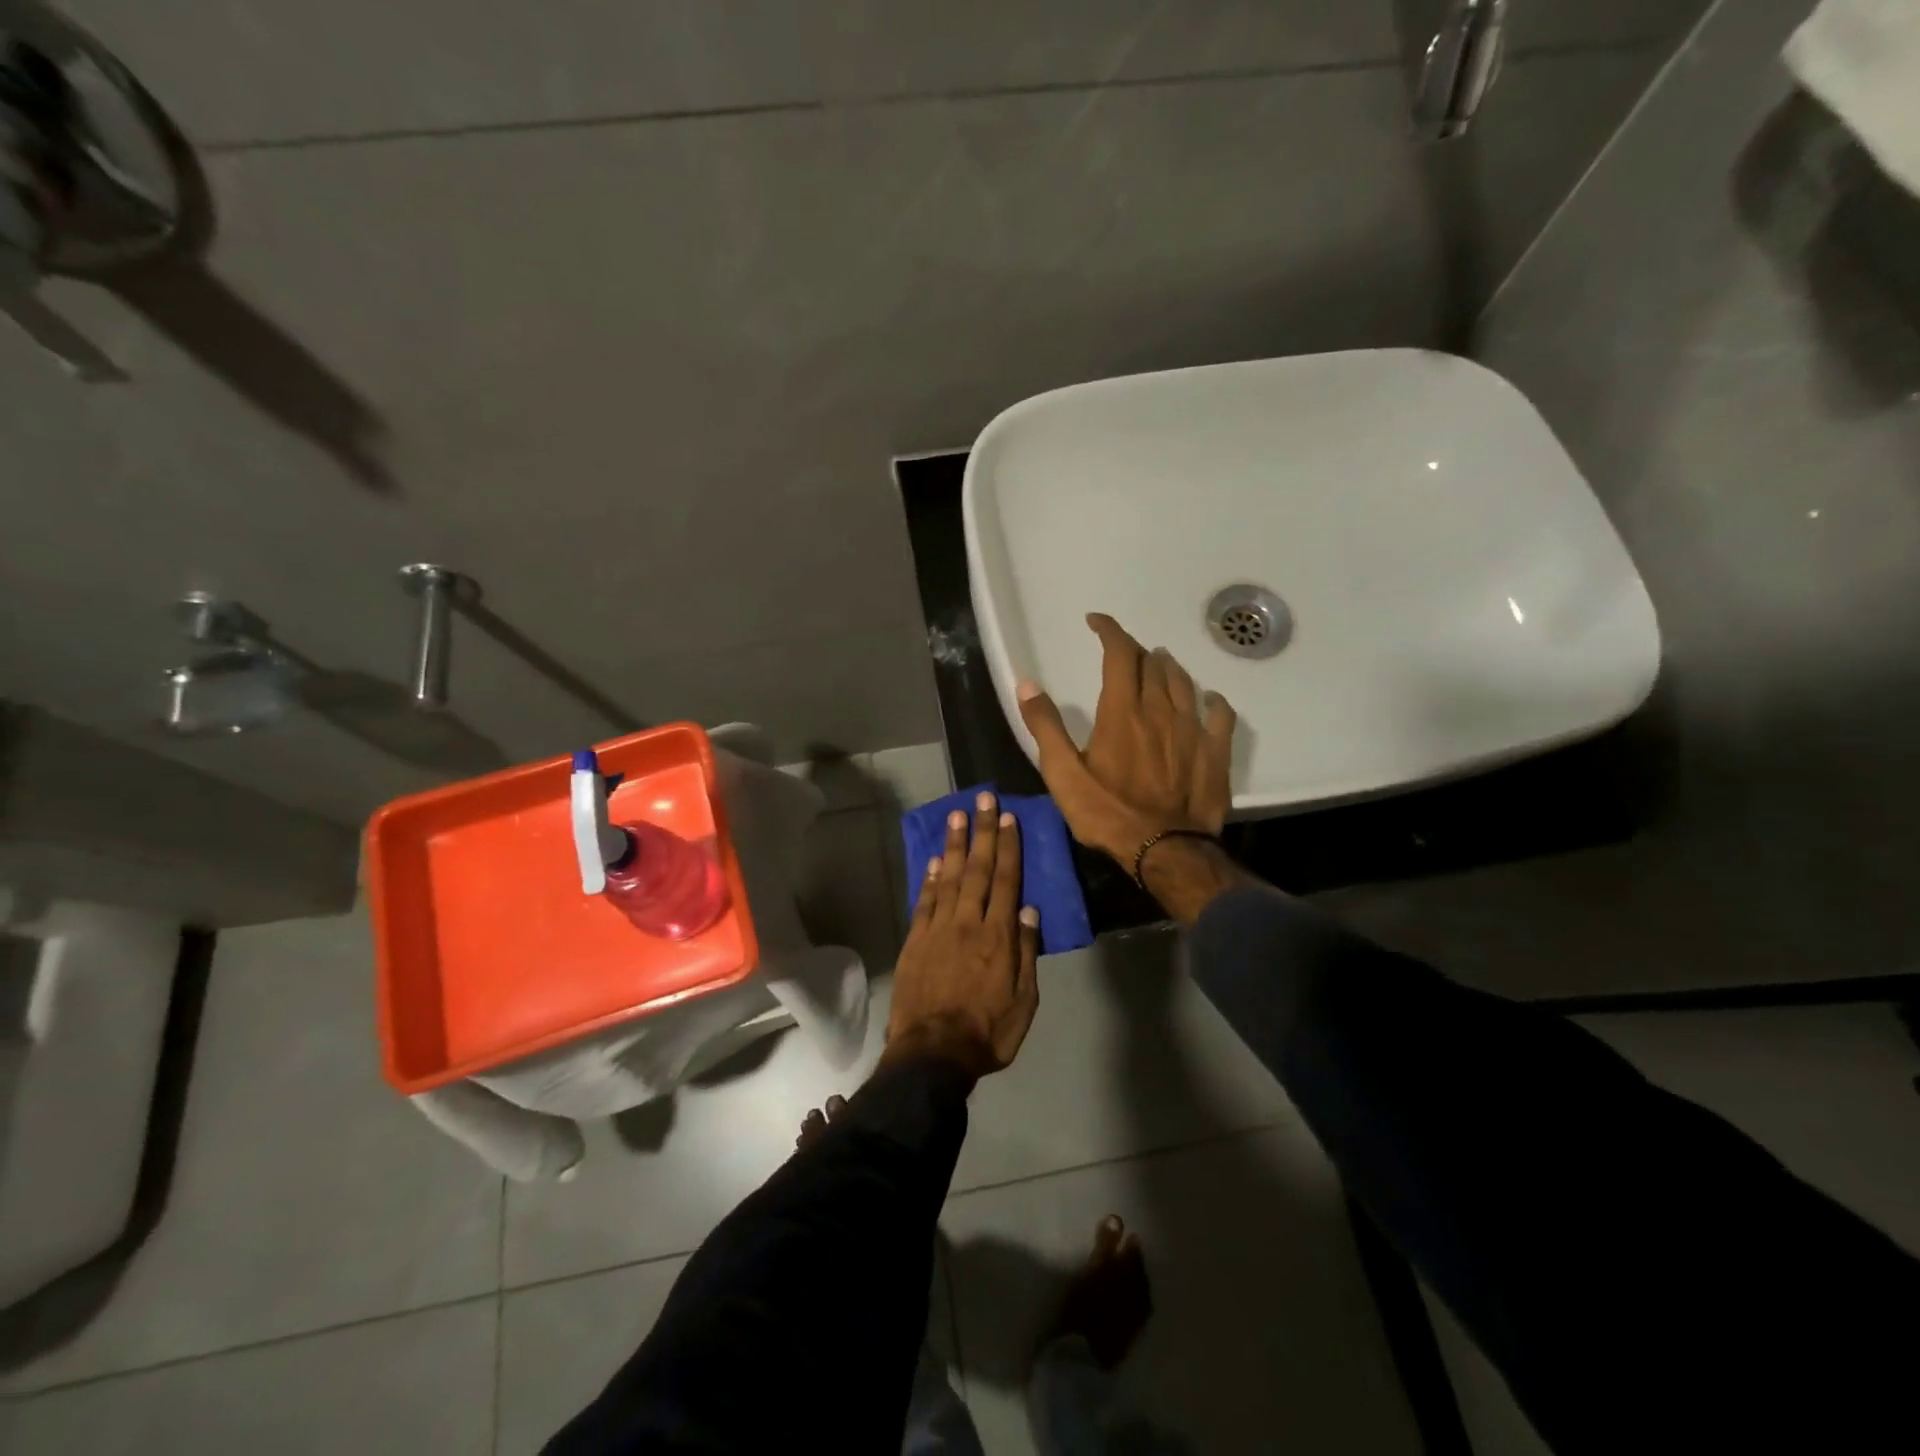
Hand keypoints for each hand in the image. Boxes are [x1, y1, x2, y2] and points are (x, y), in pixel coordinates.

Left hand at [885, 791, 1040, 1078]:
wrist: (932, 1054)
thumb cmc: (987, 1032)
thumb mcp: (1023, 1001)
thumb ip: (1026, 952)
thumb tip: (1029, 910)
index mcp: (998, 936)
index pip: (1006, 881)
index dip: (1008, 846)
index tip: (1007, 817)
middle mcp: (968, 923)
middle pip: (978, 869)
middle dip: (982, 831)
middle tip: (982, 798)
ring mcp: (938, 929)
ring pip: (950, 878)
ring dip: (955, 845)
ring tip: (957, 815)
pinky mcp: (915, 941)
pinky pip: (925, 901)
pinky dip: (931, 878)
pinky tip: (936, 860)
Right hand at [1017, 613, 1235, 865]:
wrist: (1165, 849)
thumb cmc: (1108, 813)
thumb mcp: (1063, 774)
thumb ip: (1045, 727)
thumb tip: (1027, 685)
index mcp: (1122, 711)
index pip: (1119, 654)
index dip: (1109, 631)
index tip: (1097, 621)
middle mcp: (1159, 709)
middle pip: (1152, 664)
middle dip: (1135, 651)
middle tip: (1122, 654)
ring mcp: (1192, 728)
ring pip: (1183, 682)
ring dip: (1168, 668)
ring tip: (1158, 664)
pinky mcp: (1215, 751)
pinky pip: (1220, 714)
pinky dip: (1212, 700)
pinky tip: (1208, 699)